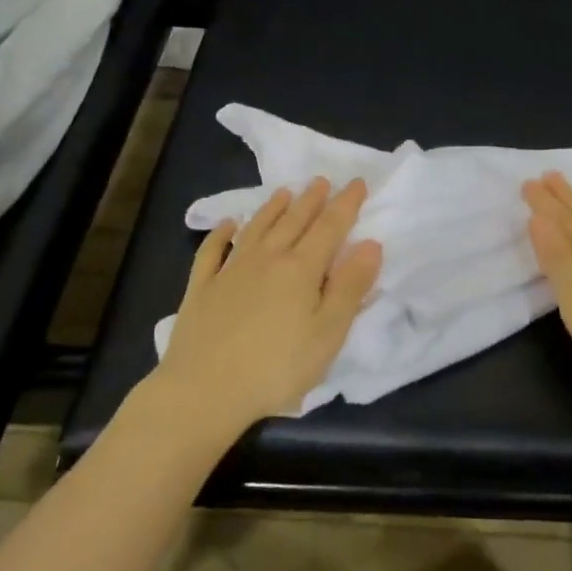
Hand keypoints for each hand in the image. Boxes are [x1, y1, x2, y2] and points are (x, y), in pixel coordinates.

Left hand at [152, 177, 382, 435]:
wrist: (204, 390)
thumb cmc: (276, 368)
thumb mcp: (328, 334)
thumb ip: (350, 287)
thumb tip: (370, 244)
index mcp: (300, 269)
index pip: (329, 227)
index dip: (346, 204)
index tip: (357, 183)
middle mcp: (266, 259)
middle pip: (293, 221)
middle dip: (311, 199)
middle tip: (321, 180)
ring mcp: (229, 271)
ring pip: (256, 229)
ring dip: (272, 208)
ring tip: (284, 192)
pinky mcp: (201, 288)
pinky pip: (212, 251)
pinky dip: (220, 233)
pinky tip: (226, 225)